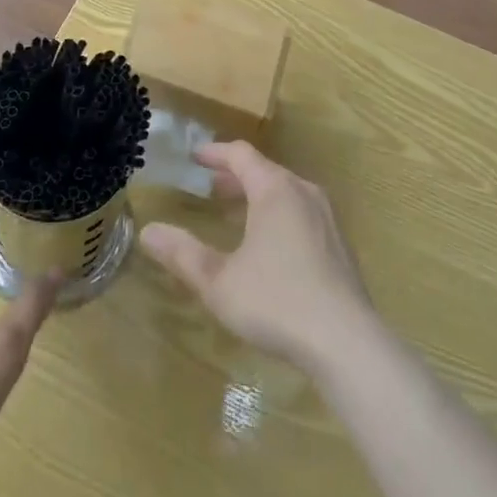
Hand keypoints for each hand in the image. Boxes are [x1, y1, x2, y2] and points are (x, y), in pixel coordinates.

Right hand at [139, 141, 374, 374]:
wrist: (347, 343)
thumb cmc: (277, 301)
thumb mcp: (219, 281)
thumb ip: (182, 254)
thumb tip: (148, 231)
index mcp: (275, 189)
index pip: (241, 154)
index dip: (214, 153)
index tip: (193, 157)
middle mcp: (303, 193)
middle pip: (265, 171)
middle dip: (235, 175)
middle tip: (209, 186)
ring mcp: (327, 218)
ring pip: (285, 192)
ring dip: (257, 195)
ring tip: (235, 213)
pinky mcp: (340, 246)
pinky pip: (301, 213)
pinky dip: (278, 214)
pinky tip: (269, 245)